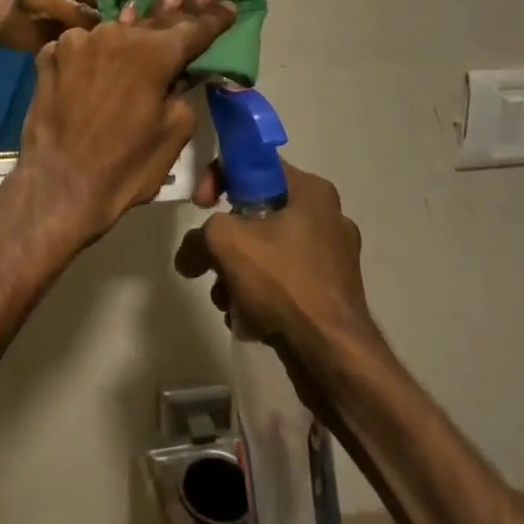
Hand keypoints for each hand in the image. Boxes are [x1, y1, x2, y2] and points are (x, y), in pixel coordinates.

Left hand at [14, 0, 237, 245]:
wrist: (57, 186)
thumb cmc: (125, 168)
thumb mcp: (173, 133)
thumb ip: (181, 91)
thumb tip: (179, 74)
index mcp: (154, 53)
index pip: (193, 29)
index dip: (213, 18)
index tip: (227, 5)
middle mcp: (116, 34)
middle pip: (153, 22)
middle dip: (176, 8)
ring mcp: (78, 40)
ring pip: (112, 31)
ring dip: (129, 28)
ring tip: (141, 13)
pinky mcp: (50, 53)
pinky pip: (80, 46)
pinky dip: (92, 52)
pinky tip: (95, 58)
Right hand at [175, 160, 371, 354]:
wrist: (334, 359)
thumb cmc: (284, 283)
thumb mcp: (225, 242)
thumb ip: (198, 237)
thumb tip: (188, 257)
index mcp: (312, 191)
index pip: (255, 165)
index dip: (220, 177)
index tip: (201, 205)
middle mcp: (328, 218)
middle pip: (259, 212)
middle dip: (227, 239)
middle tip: (210, 260)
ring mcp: (333, 260)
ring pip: (269, 250)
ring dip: (238, 271)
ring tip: (225, 299)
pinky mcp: (332, 296)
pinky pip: (285, 281)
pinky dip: (261, 293)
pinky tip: (245, 317)